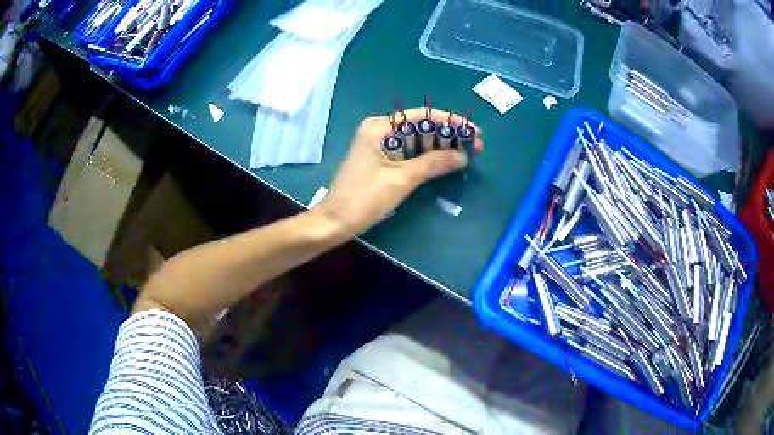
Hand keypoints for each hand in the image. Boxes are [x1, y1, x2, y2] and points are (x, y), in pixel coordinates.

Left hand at [315, 107, 482, 236]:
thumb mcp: (401, 179)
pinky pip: (408, 154)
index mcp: (380, 127)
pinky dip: (426, 158)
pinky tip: (444, 163)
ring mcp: (378, 146)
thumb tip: (463, 156)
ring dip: (439, 147)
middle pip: (420, 127)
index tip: (473, 131)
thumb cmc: (364, 197)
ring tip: (465, 154)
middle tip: (474, 146)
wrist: (334, 222)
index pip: (421, 116)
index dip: (450, 121)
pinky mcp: (379, 161)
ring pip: (415, 142)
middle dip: (447, 136)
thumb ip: (433, 163)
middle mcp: (379, 130)